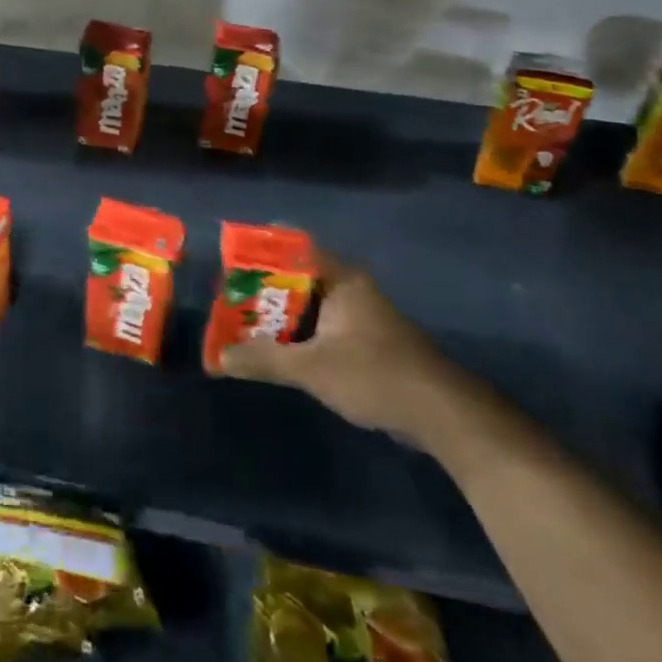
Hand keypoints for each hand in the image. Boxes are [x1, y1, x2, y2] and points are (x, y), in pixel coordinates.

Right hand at [218, 250, 458, 442]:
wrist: (443, 414)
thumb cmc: (374, 375)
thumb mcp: (311, 368)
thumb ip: (264, 360)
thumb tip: (219, 358)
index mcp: (341, 279)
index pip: (295, 247)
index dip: (262, 250)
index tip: (232, 260)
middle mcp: (352, 289)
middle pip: (298, 278)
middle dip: (263, 289)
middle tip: (229, 299)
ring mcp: (363, 316)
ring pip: (311, 306)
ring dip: (281, 316)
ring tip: (244, 325)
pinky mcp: (369, 343)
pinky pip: (324, 327)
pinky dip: (300, 335)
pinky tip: (280, 351)